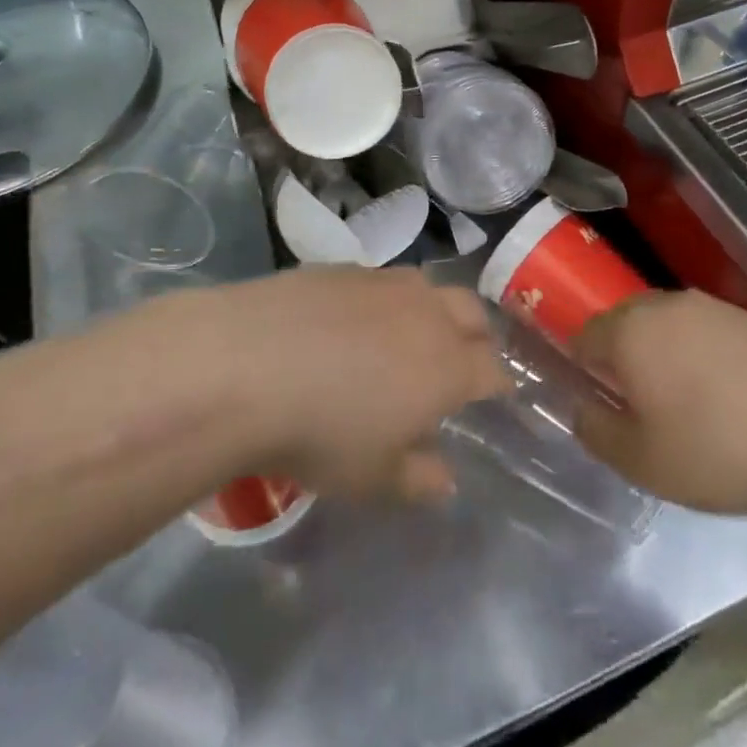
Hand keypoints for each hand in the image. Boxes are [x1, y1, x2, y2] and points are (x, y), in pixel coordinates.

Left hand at [185, 267, 508, 501]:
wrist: (247, 363)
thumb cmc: (321, 432)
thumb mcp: (373, 477)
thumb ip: (419, 478)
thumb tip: (446, 477)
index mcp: (448, 366)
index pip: (492, 370)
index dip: (498, 384)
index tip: (496, 395)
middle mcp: (426, 313)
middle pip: (471, 314)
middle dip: (476, 336)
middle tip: (462, 359)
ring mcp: (383, 283)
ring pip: (428, 287)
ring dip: (432, 309)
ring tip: (411, 332)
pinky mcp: (343, 267)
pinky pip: (380, 279)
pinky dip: (384, 299)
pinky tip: (354, 319)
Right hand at [572, 290, 746, 518]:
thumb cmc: (718, 451)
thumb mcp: (642, 461)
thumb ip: (595, 430)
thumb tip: (580, 406)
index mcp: (627, 331)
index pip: (582, 337)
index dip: (583, 371)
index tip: (604, 405)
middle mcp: (661, 304)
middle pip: (621, 324)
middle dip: (621, 359)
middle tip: (642, 408)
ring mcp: (706, 306)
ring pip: (662, 324)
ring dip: (660, 353)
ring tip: (685, 402)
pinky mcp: (743, 316)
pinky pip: (699, 329)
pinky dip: (697, 353)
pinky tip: (723, 393)